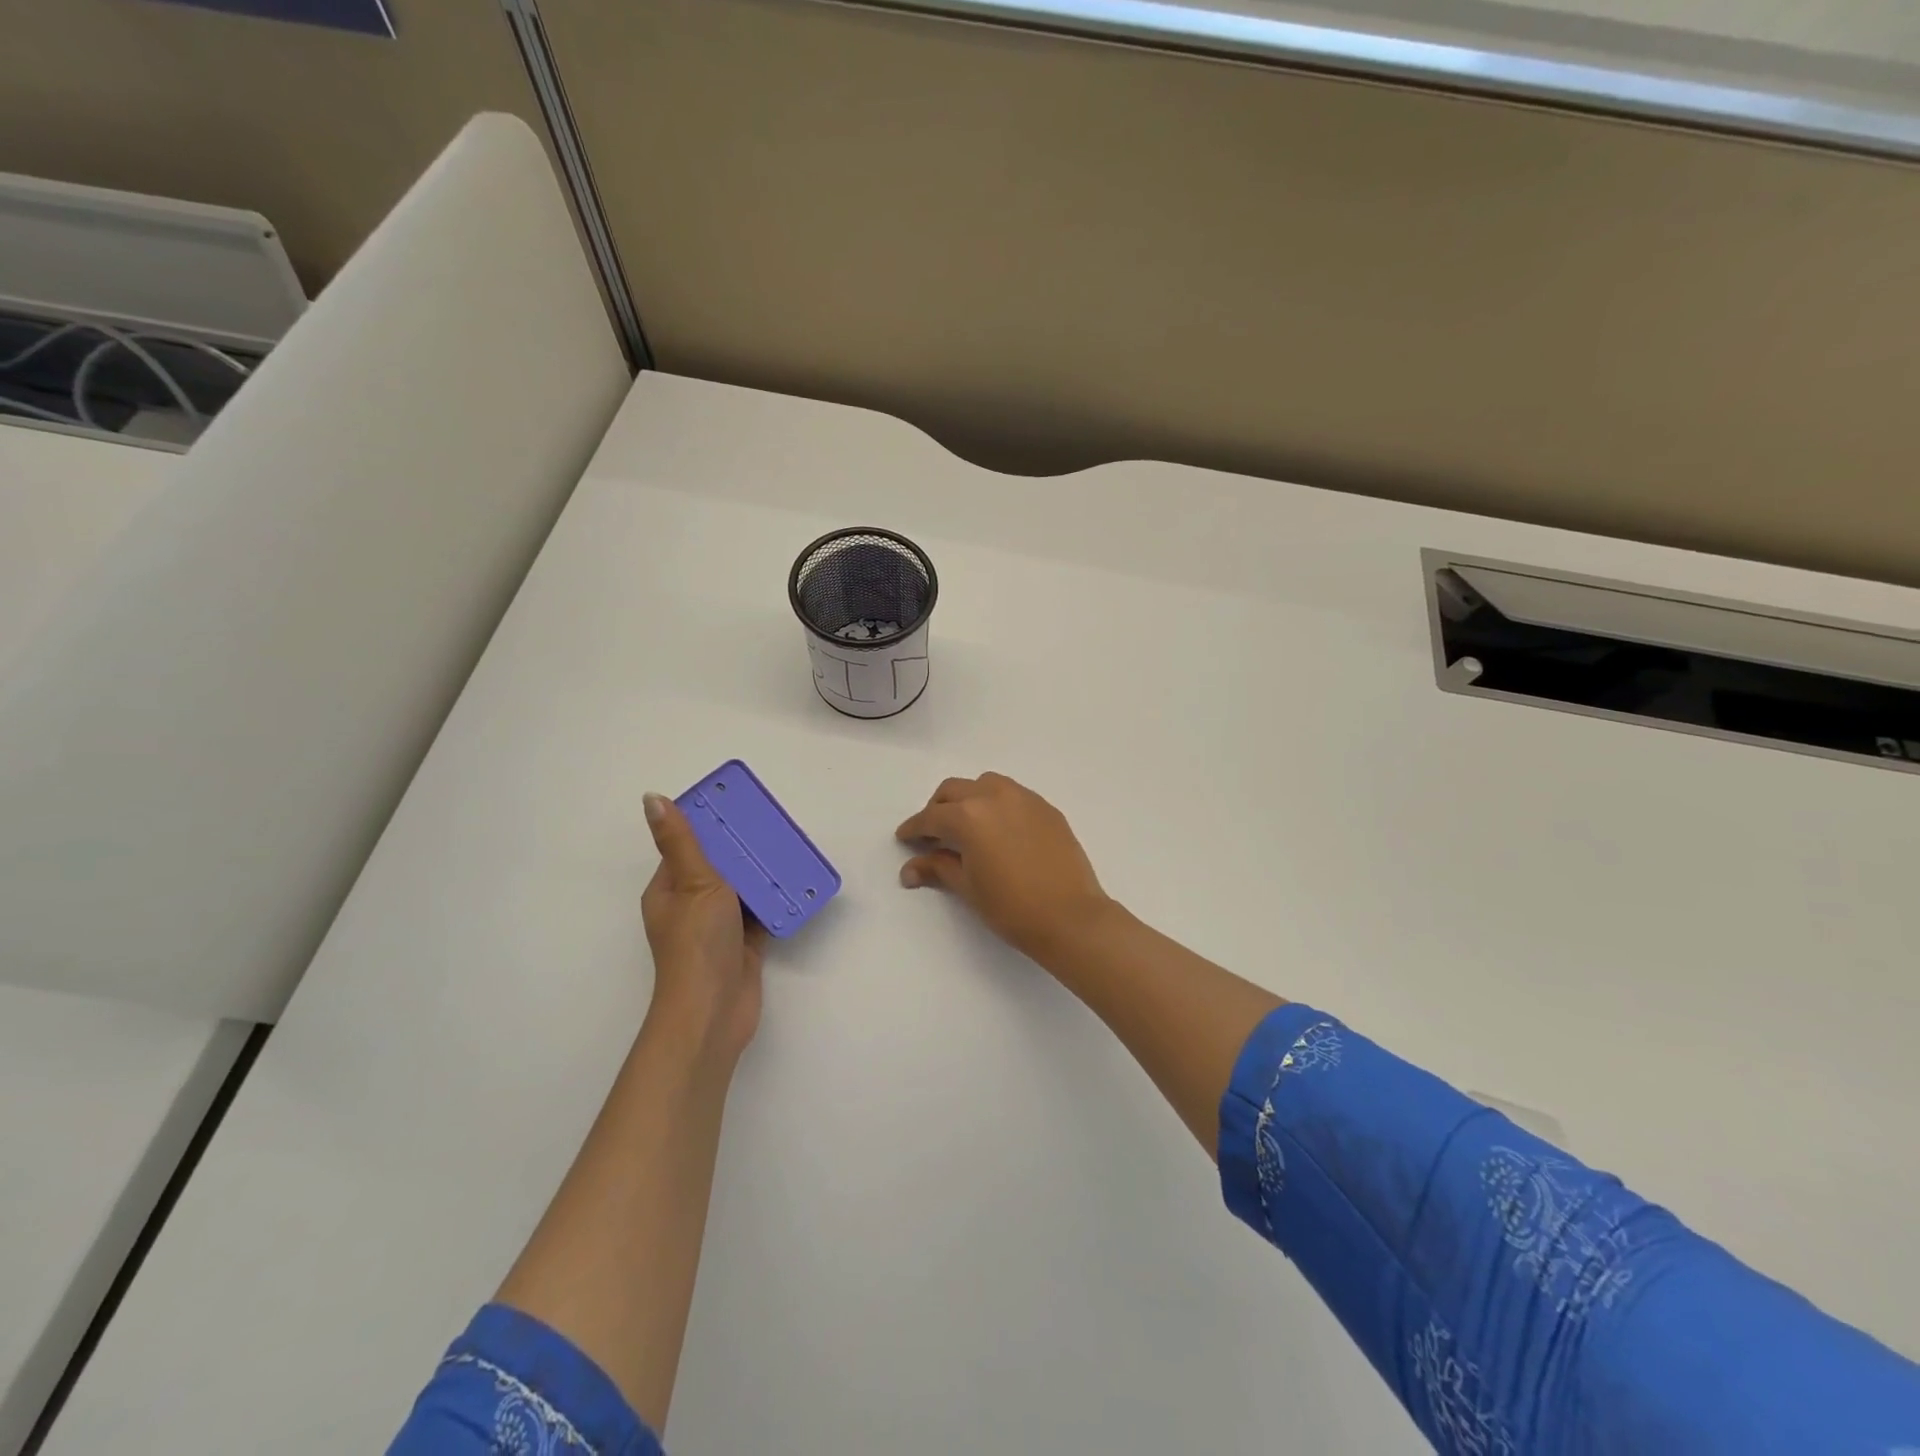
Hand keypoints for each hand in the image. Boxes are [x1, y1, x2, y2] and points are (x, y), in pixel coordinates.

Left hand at [641, 793, 767, 1066]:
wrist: (715, 1010)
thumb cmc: (698, 942)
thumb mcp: (692, 882)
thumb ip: (682, 841)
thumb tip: (652, 798)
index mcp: (669, 889)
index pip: (686, 847)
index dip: (708, 824)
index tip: (736, 804)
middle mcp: (691, 905)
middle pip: (718, 866)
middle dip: (742, 847)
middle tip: (772, 823)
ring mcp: (718, 927)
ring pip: (743, 889)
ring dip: (762, 873)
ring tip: (789, 847)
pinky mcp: (744, 943)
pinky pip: (762, 913)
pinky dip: (777, 900)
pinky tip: (797, 883)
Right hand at [896, 773, 1113, 959]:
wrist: (1070, 917)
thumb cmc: (1011, 907)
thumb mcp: (968, 887)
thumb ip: (938, 868)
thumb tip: (909, 869)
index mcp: (969, 816)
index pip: (931, 817)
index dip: (914, 828)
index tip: (905, 837)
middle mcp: (994, 796)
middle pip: (954, 791)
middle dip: (938, 808)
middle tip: (933, 833)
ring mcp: (1025, 799)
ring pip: (985, 784)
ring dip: (969, 799)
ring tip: (967, 826)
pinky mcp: (1046, 808)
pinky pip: (1013, 795)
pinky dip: (997, 804)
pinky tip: (999, 830)